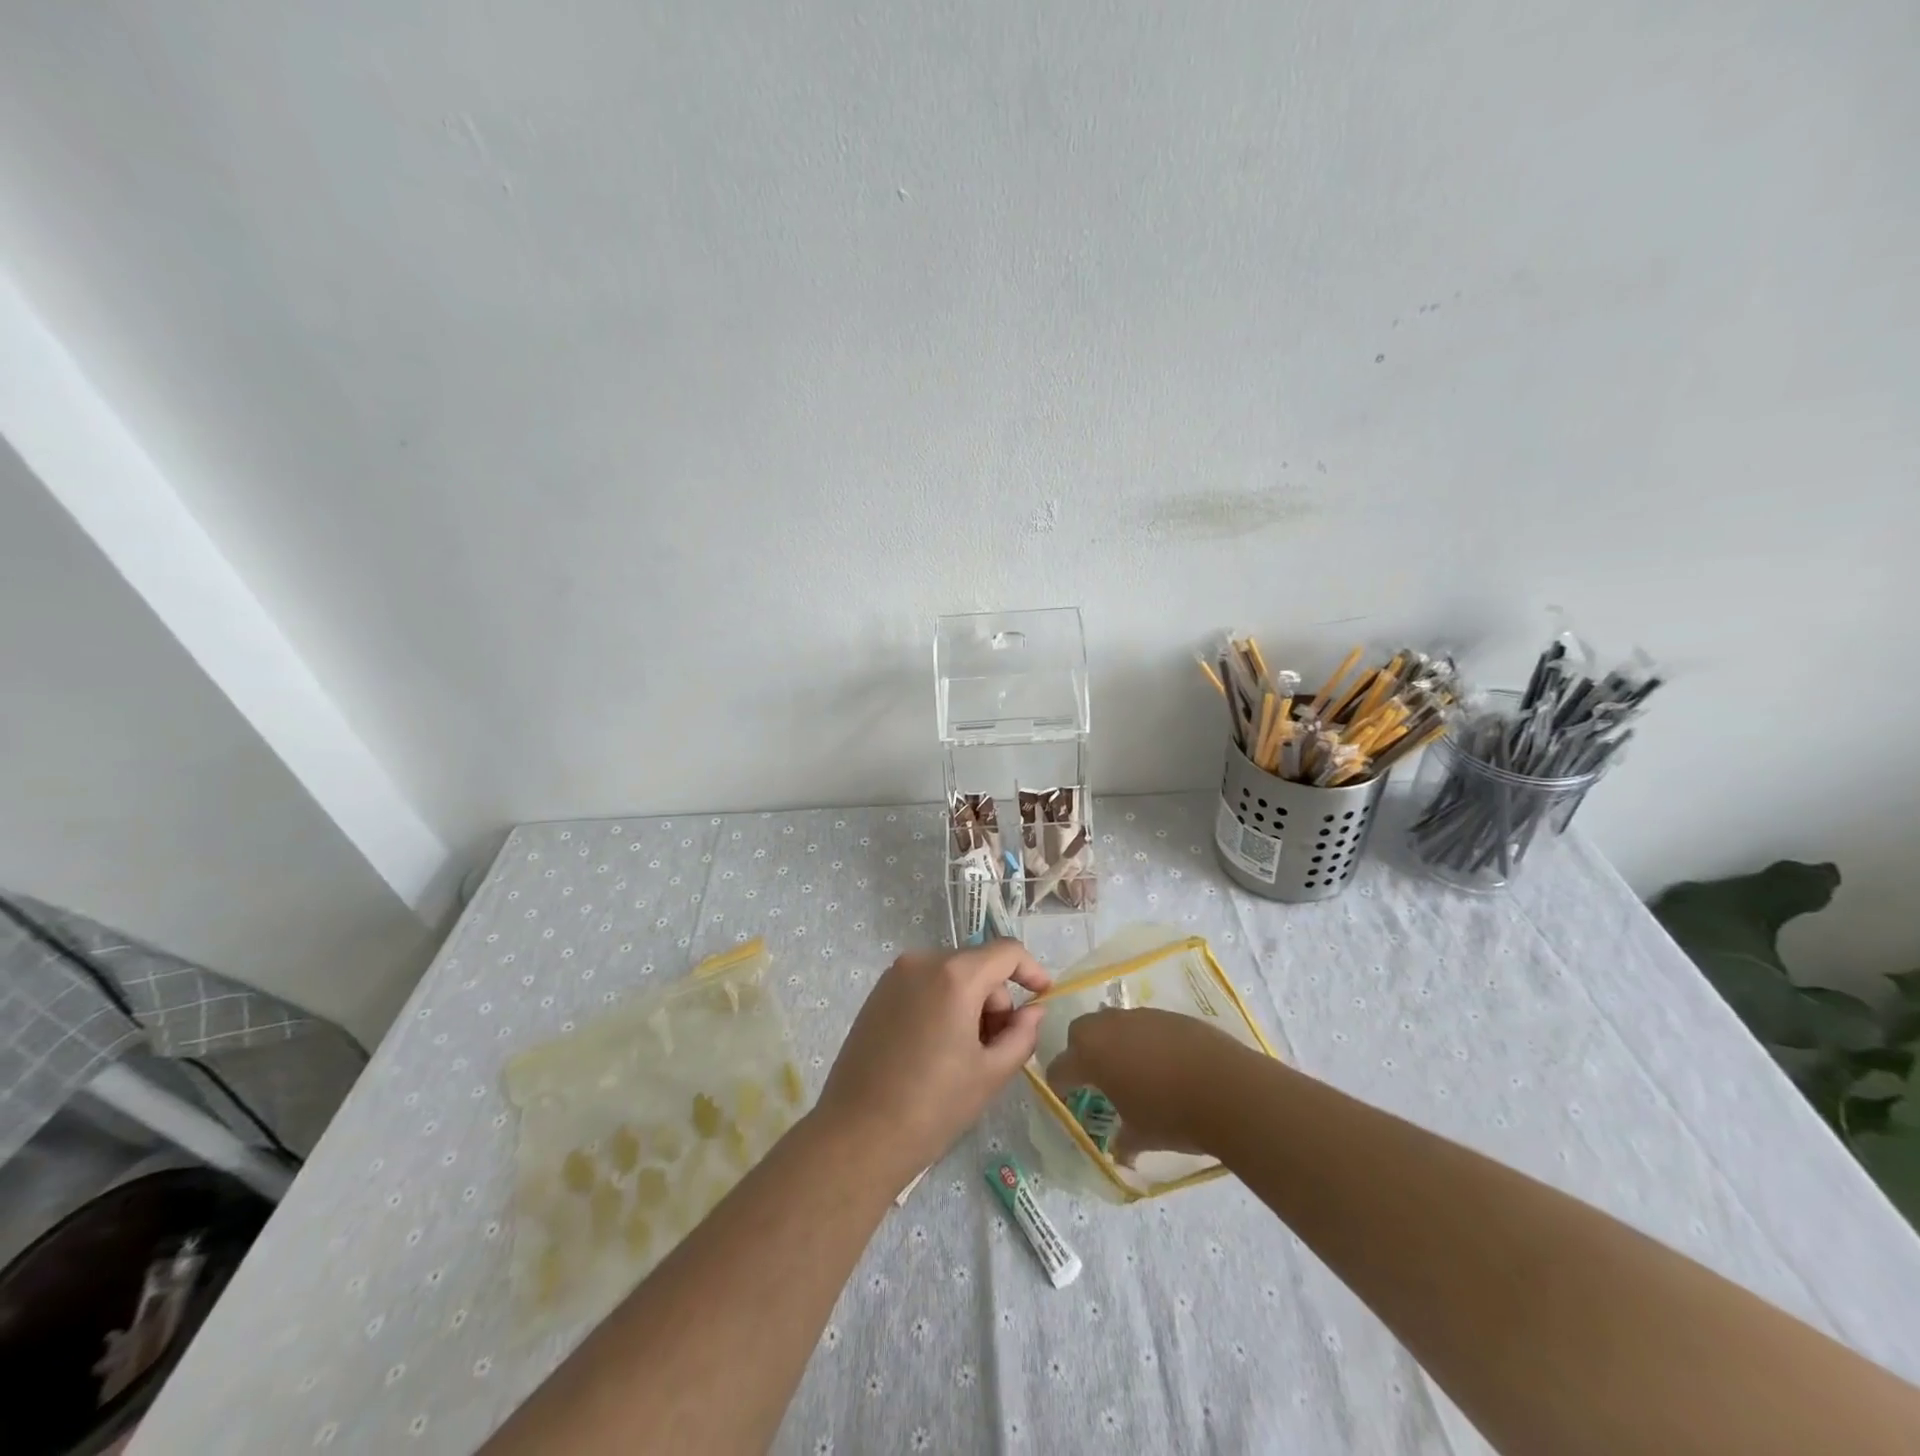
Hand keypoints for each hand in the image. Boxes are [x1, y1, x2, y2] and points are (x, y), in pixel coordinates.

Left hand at [817, 942, 1050, 1182]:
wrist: (858, 1135)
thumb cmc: (933, 1106)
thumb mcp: (991, 1073)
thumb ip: (1022, 1034)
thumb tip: (1033, 1011)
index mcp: (955, 975)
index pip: (1006, 952)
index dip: (1031, 970)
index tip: (1044, 996)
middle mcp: (922, 962)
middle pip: (977, 966)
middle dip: (995, 1001)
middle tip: (996, 1049)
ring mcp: (894, 976)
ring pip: (951, 976)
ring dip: (969, 1004)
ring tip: (964, 1056)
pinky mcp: (877, 994)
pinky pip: (924, 986)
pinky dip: (941, 1005)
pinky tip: (936, 1050)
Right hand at [1044, 1007, 1253, 1162]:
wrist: (1228, 1089)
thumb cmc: (1172, 1116)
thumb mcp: (1140, 1136)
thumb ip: (1122, 1141)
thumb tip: (1120, 1151)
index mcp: (1091, 1055)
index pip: (1060, 1067)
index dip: (1060, 1085)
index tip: (1066, 1100)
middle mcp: (1109, 1027)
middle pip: (1081, 1032)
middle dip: (1081, 1052)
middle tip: (1096, 1079)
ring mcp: (1140, 1016)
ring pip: (1113, 1023)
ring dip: (1114, 1043)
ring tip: (1132, 1071)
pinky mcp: (1168, 1014)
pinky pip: (1144, 1024)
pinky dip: (1144, 1040)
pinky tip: (1163, 1064)